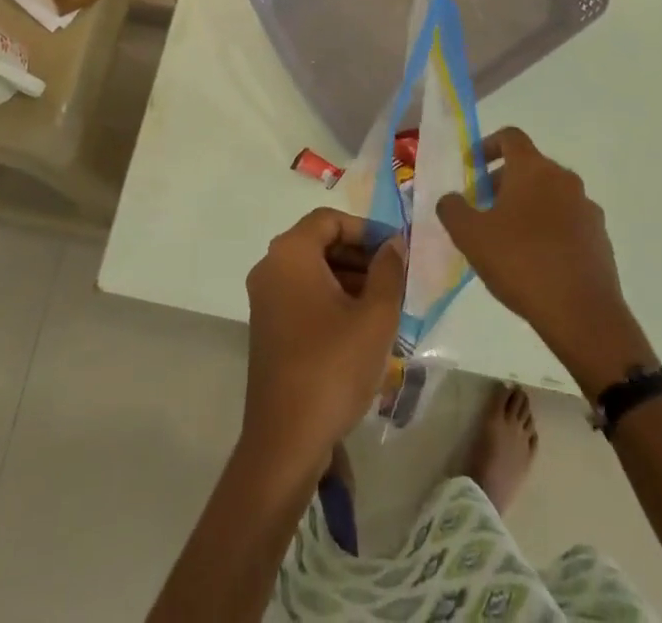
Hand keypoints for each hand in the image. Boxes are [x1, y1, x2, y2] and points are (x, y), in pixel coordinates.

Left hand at [241, 208, 405, 476]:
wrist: (285, 441)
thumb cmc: (332, 368)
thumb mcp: (374, 317)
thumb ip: (388, 271)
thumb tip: (393, 244)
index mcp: (291, 254)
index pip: (330, 220)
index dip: (366, 229)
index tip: (396, 250)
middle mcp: (271, 267)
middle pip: (320, 242)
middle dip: (360, 255)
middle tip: (395, 277)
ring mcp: (265, 298)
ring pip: (313, 270)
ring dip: (349, 278)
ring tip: (385, 303)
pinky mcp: (267, 326)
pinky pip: (303, 294)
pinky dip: (331, 298)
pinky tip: (361, 325)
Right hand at [437, 128, 653, 392]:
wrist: (584, 315)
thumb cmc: (522, 263)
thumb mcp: (470, 236)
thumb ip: (452, 209)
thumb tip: (451, 199)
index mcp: (534, 169)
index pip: (510, 137)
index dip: (487, 145)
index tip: (472, 167)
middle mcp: (564, 179)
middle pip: (530, 166)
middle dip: (502, 181)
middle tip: (482, 207)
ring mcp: (587, 209)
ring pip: (550, 194)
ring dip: (526, 205)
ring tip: (507, 238)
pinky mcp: (600, 238)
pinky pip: (568, 221)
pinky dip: (548, 228)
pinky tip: (535, 260)